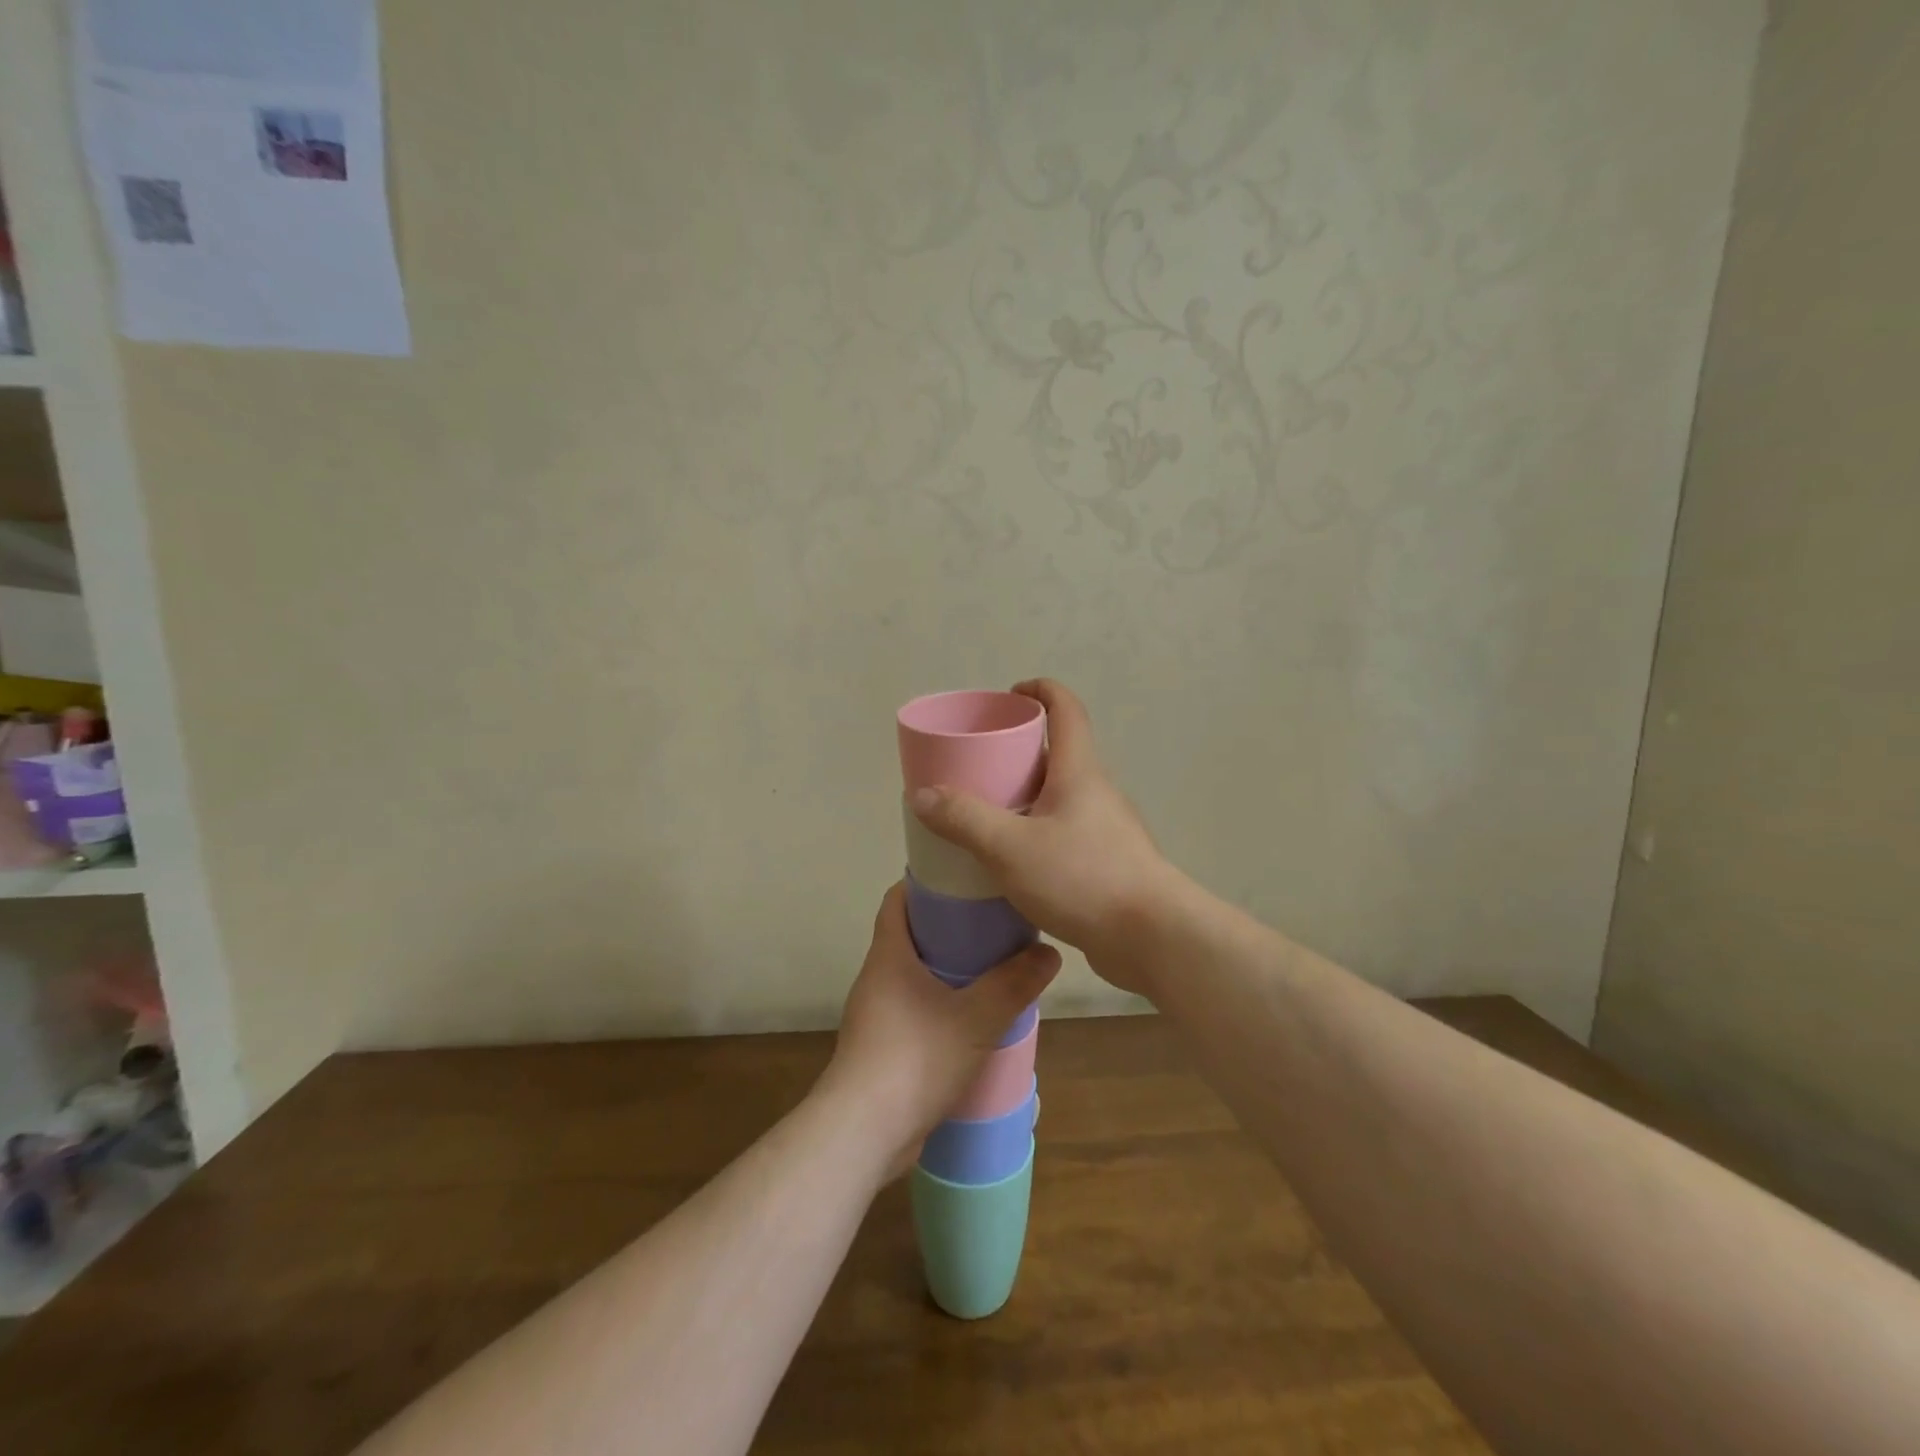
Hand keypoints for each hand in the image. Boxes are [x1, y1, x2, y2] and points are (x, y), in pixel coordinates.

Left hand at [822, 882, 1059, 1175]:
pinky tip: (972, 1019)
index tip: (963, 879)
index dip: (925, 882)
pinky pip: (913, 1009)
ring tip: (990, 969)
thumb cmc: (916, 1057)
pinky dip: (939, 1004)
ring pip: (912, 975)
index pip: (897, 899)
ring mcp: (875, 1015)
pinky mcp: (880, 1048)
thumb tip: (1049, 953)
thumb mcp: (977, 1017)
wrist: (865, 1132)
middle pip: (909, 935)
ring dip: (946, 969)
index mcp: (888, 955)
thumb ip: (1014, 984)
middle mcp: (876, 978)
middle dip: (947, 926)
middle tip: (991, 924)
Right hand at [908, 679, 1178, 994]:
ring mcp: (1107, 830)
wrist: (1153, 938)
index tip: (1011, 694)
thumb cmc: (1083, 878)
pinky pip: (1066, 834)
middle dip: (1020, 751)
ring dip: (1028, 797)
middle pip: (1060, 754)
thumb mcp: (1010, 847)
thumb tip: (922, 793)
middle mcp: (1097, 793)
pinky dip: (1038, 834)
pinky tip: (1014, 863)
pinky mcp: (1109, 864)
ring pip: (1062, 799)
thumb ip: (964, 819)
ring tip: (988, 816)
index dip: (1041, 691)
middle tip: (980, 765)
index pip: (1066, 709)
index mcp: (1080, 772)